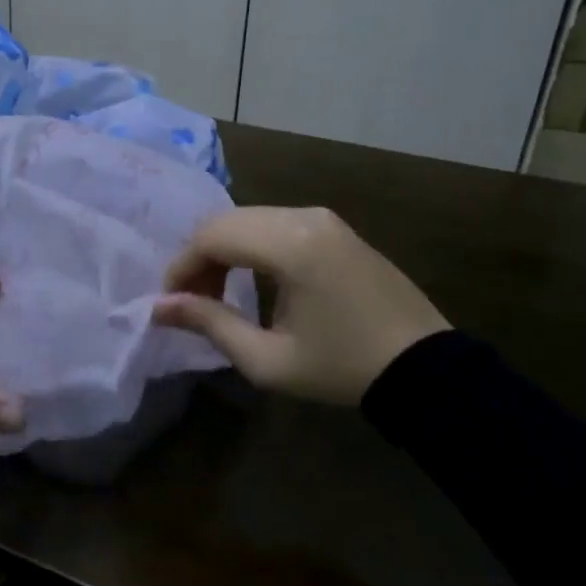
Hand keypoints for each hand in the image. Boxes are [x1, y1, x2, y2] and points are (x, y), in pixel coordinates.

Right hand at [153, 206, 449, 406]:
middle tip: (193, 300)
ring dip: (223, 249)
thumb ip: (210, 324)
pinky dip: (250, 244)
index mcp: (291, 246)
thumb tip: (159, 307)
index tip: (170, 302)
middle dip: (199, 257)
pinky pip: (274, 223)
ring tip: (219, 293)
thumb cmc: (342, 369)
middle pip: (226, 222)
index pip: (212, 237)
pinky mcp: (333, 226)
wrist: (426, 368)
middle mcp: (304, 217)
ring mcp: (322, 217)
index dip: (182, 267)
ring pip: (248, 218)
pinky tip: (251, 278)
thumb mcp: (268, 360)